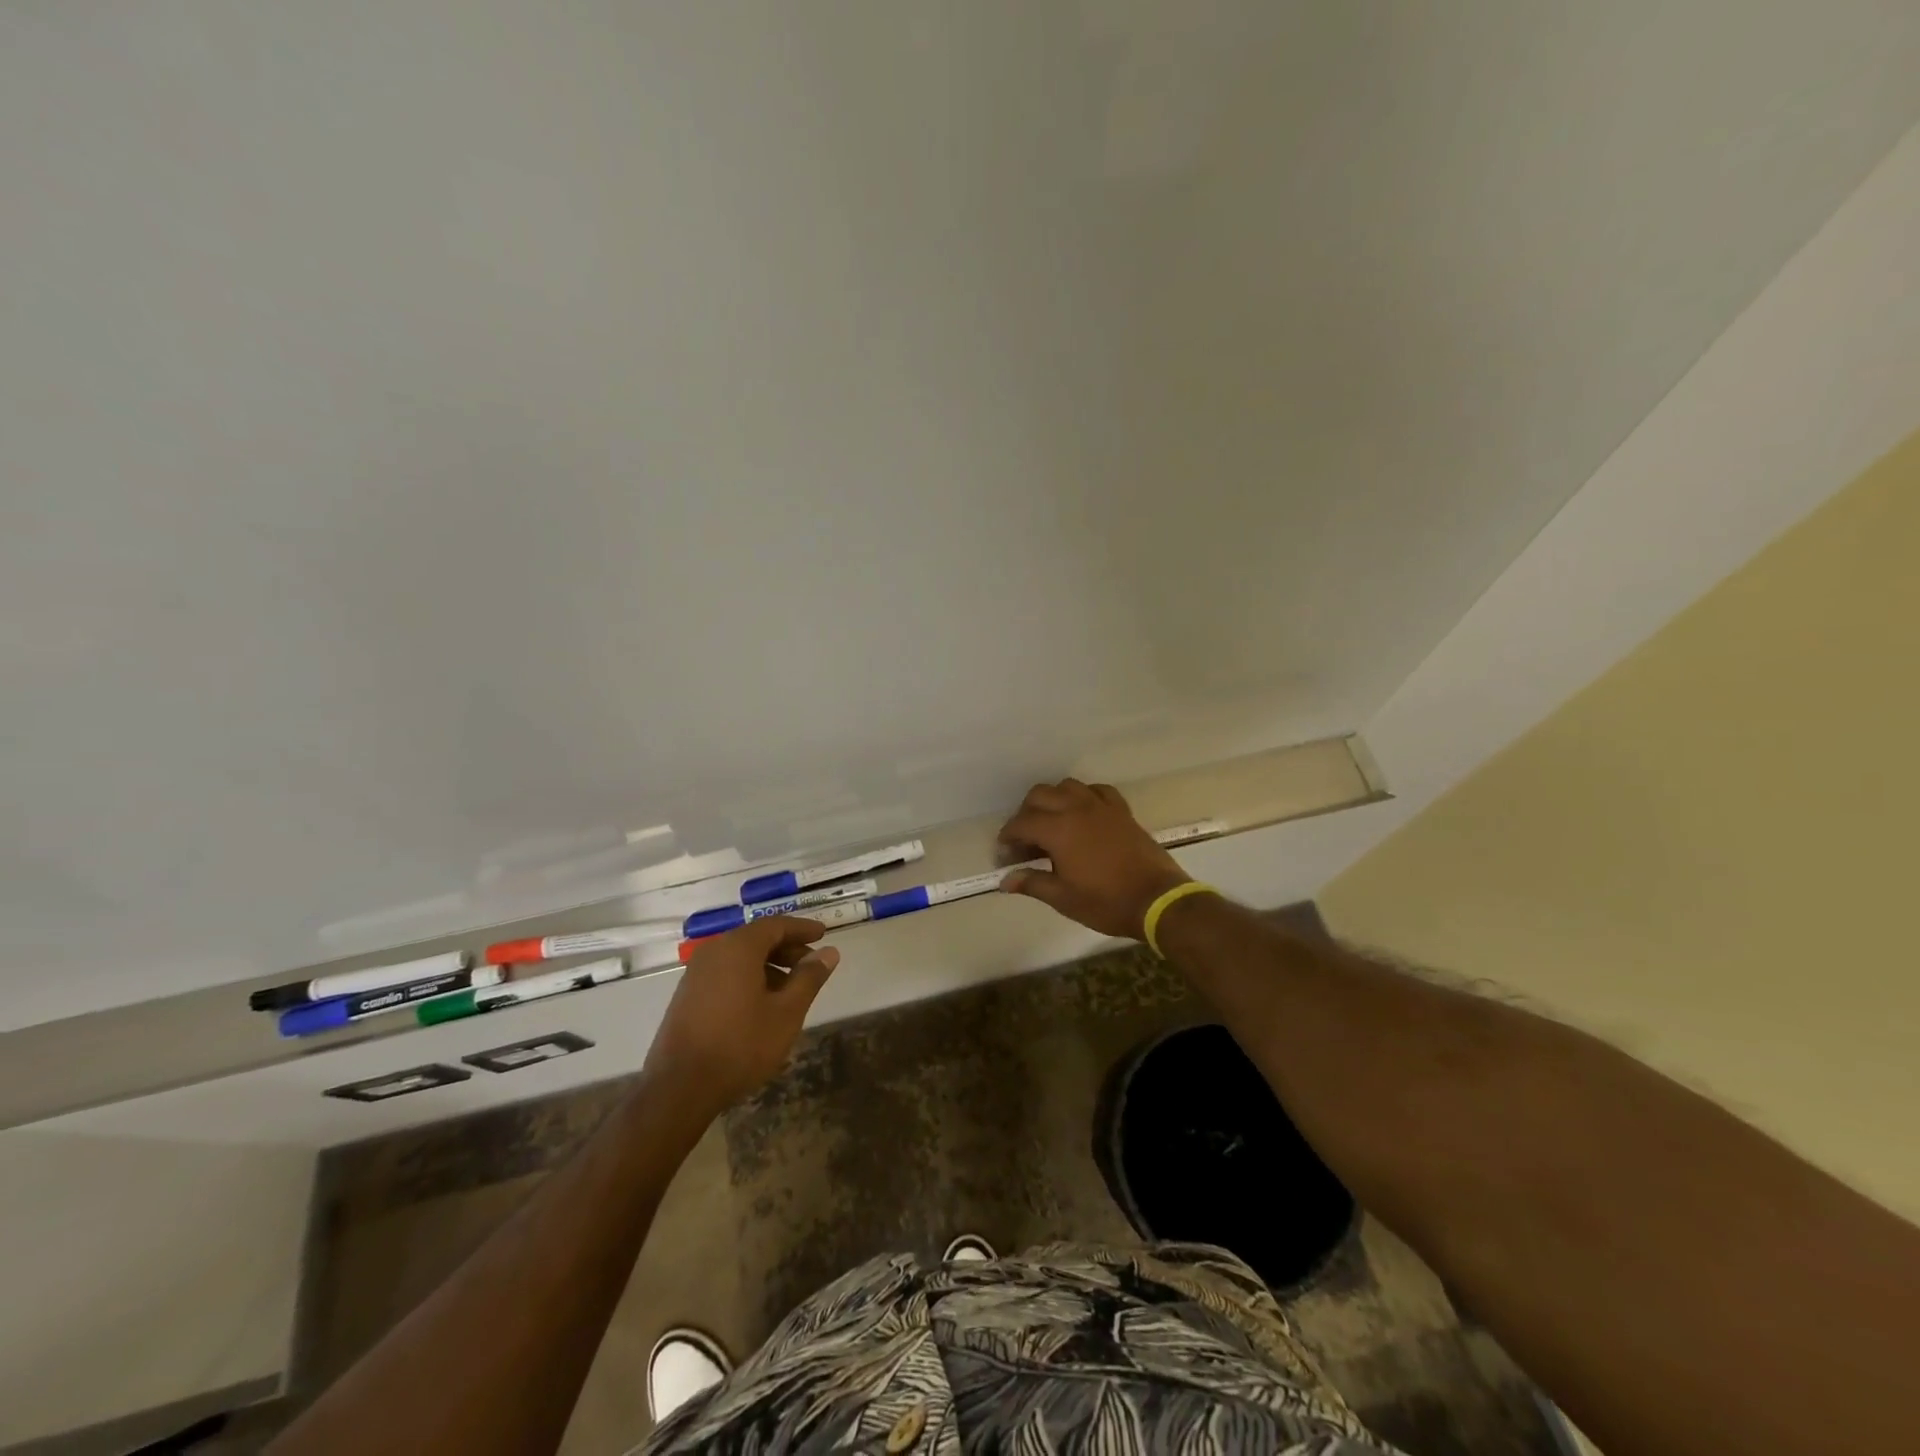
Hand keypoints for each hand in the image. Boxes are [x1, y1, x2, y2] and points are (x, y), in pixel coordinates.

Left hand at [642, 916, 838, 1115]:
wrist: (680, 1087)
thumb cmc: (741, 1045)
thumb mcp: (786, 1013)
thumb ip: (809, 978)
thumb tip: (829, 952)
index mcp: (738, 947)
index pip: (776, 925)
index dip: (802, 929)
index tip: (823, 933)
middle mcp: (714, 951)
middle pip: (757, 939)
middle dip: (787, 948)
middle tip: (811, 965)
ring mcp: (696, 973)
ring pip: (740, 957)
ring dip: (769, 965)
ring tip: (791, 989)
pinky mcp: (687, 994)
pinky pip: (725, 972)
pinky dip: (748, 977)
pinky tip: (762, 1003)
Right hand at [997, 779, 1190, 938]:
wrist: (1156, 899)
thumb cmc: (1106, 902)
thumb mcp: (1063, 898)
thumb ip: (1032, 883)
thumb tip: (1005, 880)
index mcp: (1058, 830)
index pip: (1022, 823)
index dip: (1008, 837)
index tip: (1005, 854)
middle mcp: (1076, 809)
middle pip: (1040, 795)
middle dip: (1025, 814)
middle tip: (1025, 840)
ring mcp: (1101, 806)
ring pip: (1067, 786)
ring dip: (1053, 800)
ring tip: (1051, 823)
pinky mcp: (1121, 810)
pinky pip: (1097, 790)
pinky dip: (1084, 796)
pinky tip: (1083, 813)